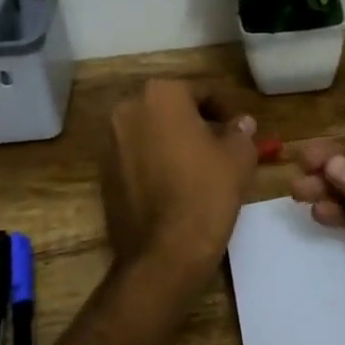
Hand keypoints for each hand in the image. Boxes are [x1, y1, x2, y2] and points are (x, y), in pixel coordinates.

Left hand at [99, 79, 258, 276]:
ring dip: (173, 142)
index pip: (202, 92)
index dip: (226, 110)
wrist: (164, 252)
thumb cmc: (206, 192)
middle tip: (221, 146)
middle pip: (171, 109)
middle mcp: (128, 110)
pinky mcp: (103, 174)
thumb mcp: (238, 157)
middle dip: (195, 123)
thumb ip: (240, 132)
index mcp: (161, 95)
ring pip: (151, 133)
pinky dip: (155, 163)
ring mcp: (110, 143)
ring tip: (199, 167)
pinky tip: (175, 186)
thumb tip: (240, 123)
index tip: (240, 131)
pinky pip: (136, 158)